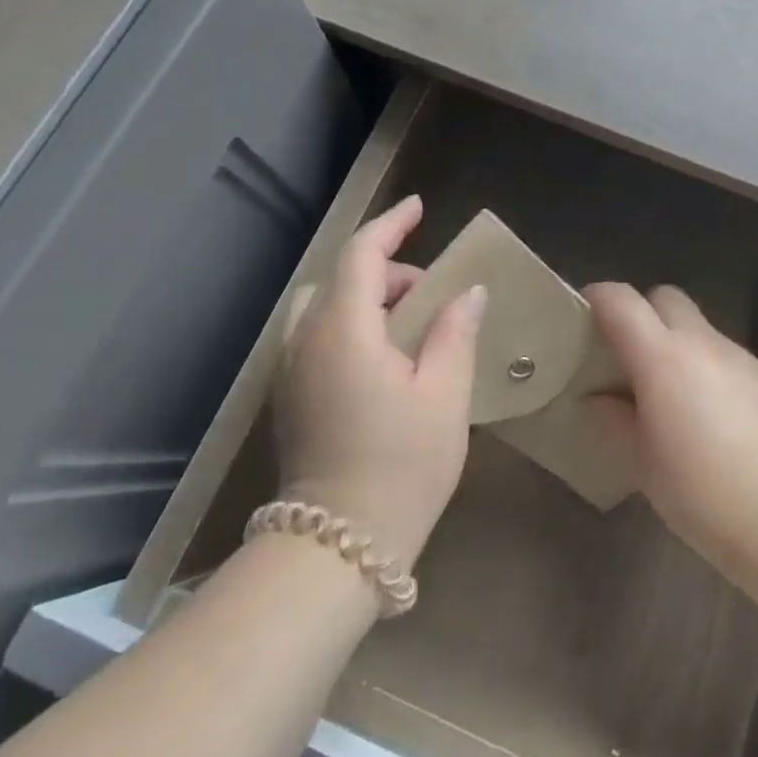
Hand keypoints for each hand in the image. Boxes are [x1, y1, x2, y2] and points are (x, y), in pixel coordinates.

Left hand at [272, 196, 484, 568]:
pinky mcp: (290, 396)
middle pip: (339, 277)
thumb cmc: (401, 465)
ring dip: (364, 298)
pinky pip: (316, 335)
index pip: (362, 255)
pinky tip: (382, 356)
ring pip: (323, 306)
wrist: (337, 548)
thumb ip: (454, 332)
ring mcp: (290, 370)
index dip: (391, 224)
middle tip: (430, 293)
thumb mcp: (444, 394)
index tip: (419, 208)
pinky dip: (349, 323)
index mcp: (343, 330)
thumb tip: (467, 292)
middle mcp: (305, 340)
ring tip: (408, 325)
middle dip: (385, 269)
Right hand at [586, 284, 757, 567]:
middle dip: (643, 312)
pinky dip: (706, 365)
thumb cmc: (698, 491)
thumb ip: (615, 418)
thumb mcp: (642, 460)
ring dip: (677, 342)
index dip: (598, 298)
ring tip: (671, 391)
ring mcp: (737, 355)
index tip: (584, 315)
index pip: (621, 301)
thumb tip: (596, 397)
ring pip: (697, 325)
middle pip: (665, 297)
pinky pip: (723, 353)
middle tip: (629, 353)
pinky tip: (710, 412)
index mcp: (661, 356)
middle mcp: (700, 342)